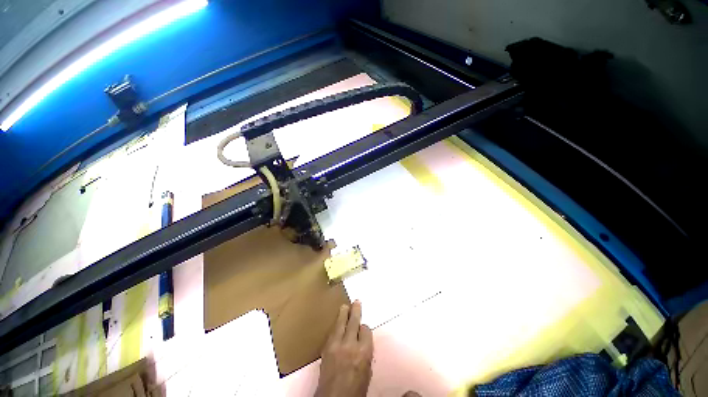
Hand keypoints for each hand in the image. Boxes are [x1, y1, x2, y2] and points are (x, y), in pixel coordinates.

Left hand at [315, 301, 373, 396]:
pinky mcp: (326, 349)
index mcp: (363, 352)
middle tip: (356, 302)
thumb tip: (364, 343)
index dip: (365, 329)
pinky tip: (336, 323)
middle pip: (353, 322)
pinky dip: (335, 326)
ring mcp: (336, 345)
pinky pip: (331, 332)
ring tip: (345, 306)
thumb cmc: (355, 391)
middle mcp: (350, 345)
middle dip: (355, 311)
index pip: (366, 331)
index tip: (364, 328)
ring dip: (343, 314)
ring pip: (341, 324)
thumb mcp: (367, 373)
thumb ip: (366, 354)